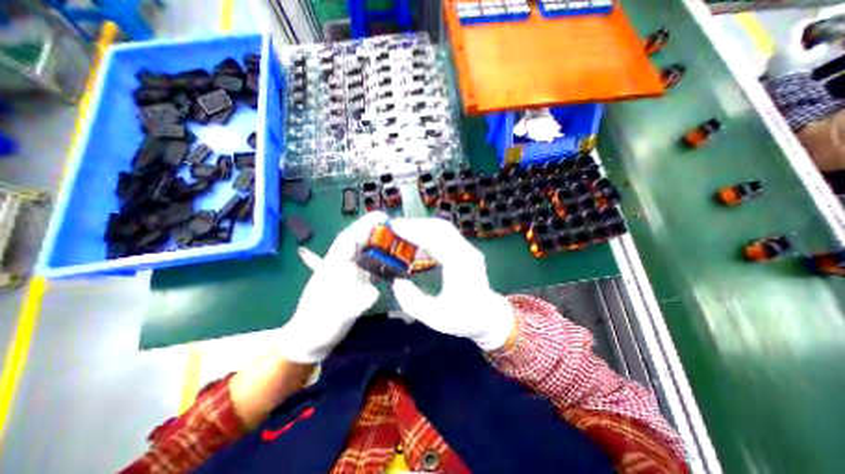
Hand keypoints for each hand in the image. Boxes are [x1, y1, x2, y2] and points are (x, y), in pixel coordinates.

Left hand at [279, 210, 386, 362]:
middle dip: (377, 231)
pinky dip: (382, 260)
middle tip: (401, 228)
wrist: (311, 339)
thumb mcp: (334, 316)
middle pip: (360, 241)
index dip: (365, 226)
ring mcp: (348, 273)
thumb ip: (352, 304)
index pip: (349, 239)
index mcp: (333, 265)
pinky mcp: (354, 282)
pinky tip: (394, 262)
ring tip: (401, 241)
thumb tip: (374, 292)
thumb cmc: (319, 326)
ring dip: (381, 244)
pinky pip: (370, 266)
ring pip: (366, 252)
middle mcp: (341, 264)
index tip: (383, 217)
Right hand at [389, 219, 514, 350]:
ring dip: (423, 227)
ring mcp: (468, 250)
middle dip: (417, 224)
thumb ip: (412, 302)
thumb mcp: (435, 317)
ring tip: (403, 232)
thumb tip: (398, 282)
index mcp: (460, 265)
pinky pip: (445, 236)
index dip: (414, 231)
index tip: (395, 227)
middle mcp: (466, 252)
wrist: (488, 316)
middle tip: (395, 227)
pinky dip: (429, 234)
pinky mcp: (465, 251)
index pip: (436, 239)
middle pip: (441, 228)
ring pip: (443, 229)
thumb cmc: (463, 318)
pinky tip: (416, 243)